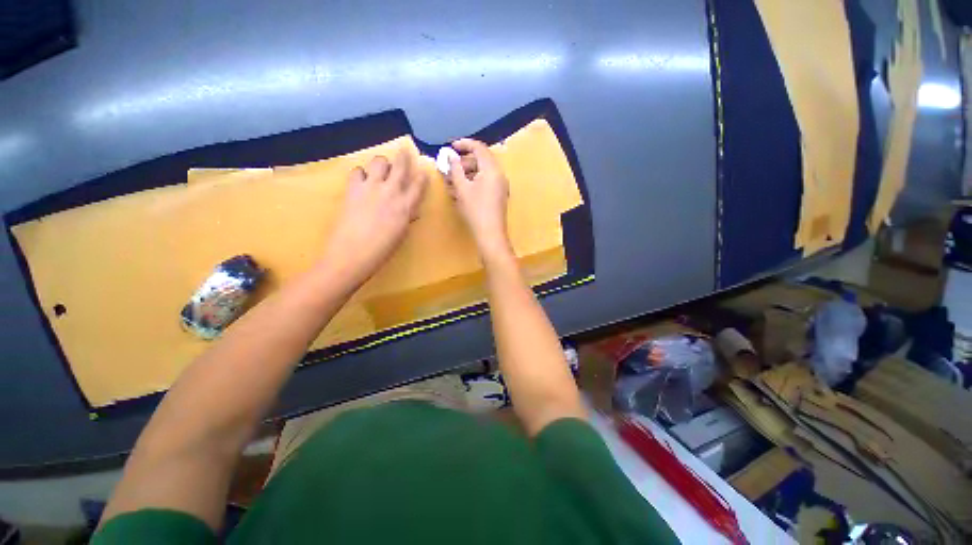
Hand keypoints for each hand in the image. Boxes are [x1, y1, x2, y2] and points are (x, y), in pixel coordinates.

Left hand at [323, 149, 426, 283]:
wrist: (352, 253)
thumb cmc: (382, 250)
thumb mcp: (401, 234)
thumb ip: (407, 217)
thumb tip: (411, 210)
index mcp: (406, 206)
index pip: (418, 185)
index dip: (422, 176)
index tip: (423, 170)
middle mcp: (391, 192)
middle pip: (400, 166)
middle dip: (403, 156)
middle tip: (404, 149)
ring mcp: (371, 188)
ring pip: (379, 161)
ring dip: (382, 163)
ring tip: (381, 169)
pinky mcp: (353, 189)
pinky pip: (357, 171)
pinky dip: (361, 173)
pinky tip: (362, 181)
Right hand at [445, 138, 511, 260]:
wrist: (491, 234)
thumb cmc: (475, 210)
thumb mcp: (462, 188)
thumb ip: (456, 169)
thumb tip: (451, 156)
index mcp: (492, 169)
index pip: (479, 148)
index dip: (464, 144)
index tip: (451, 147)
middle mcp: (499, 174)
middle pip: (481, 159)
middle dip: (464, 161)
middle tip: (450, 167)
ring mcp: (500, 185)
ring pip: (482, 172)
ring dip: (467, 173)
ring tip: (452, 181)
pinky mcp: (498, 195)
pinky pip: (485, 181)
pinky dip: (473, 181)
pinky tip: (461, 190)